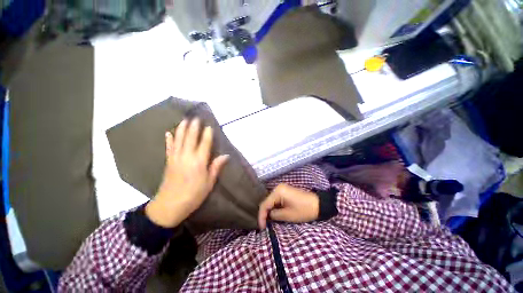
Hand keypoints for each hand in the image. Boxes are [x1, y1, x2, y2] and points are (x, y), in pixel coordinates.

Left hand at [146, 119, 228, 227]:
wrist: (170, 206)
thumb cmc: (194, 194)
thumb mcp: (209, 182)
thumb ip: (216, 167)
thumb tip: (226, 156)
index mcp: (199, 162)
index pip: (205, 144)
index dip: (207, 134)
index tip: (209, 126)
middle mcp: (187, 156)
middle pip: (191, 138)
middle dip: (194, 127)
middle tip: (196, 117)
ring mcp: (176, 158)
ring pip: (179, 139)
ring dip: (182, 129)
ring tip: (184, 120)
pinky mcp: (168, 162)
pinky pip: (169, 147)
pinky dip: (169, 139)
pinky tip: (169, 133)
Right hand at [258, 184, 318, 228]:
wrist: (318, 204)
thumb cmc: (304, 210)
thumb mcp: (288, 215)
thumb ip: (274, 215)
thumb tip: (268, 216)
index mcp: (278, 191)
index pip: (265, 204)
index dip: (261, 216)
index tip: (261, 228)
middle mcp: (278, 187)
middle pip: (267, 201)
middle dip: (264, 213)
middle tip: (264, 225)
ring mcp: (281, 188)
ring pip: (271, 201)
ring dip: (269, 210)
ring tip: (267, 221)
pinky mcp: (285, 191)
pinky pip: (276, 199)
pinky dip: (274, 207)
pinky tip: (274, 214)